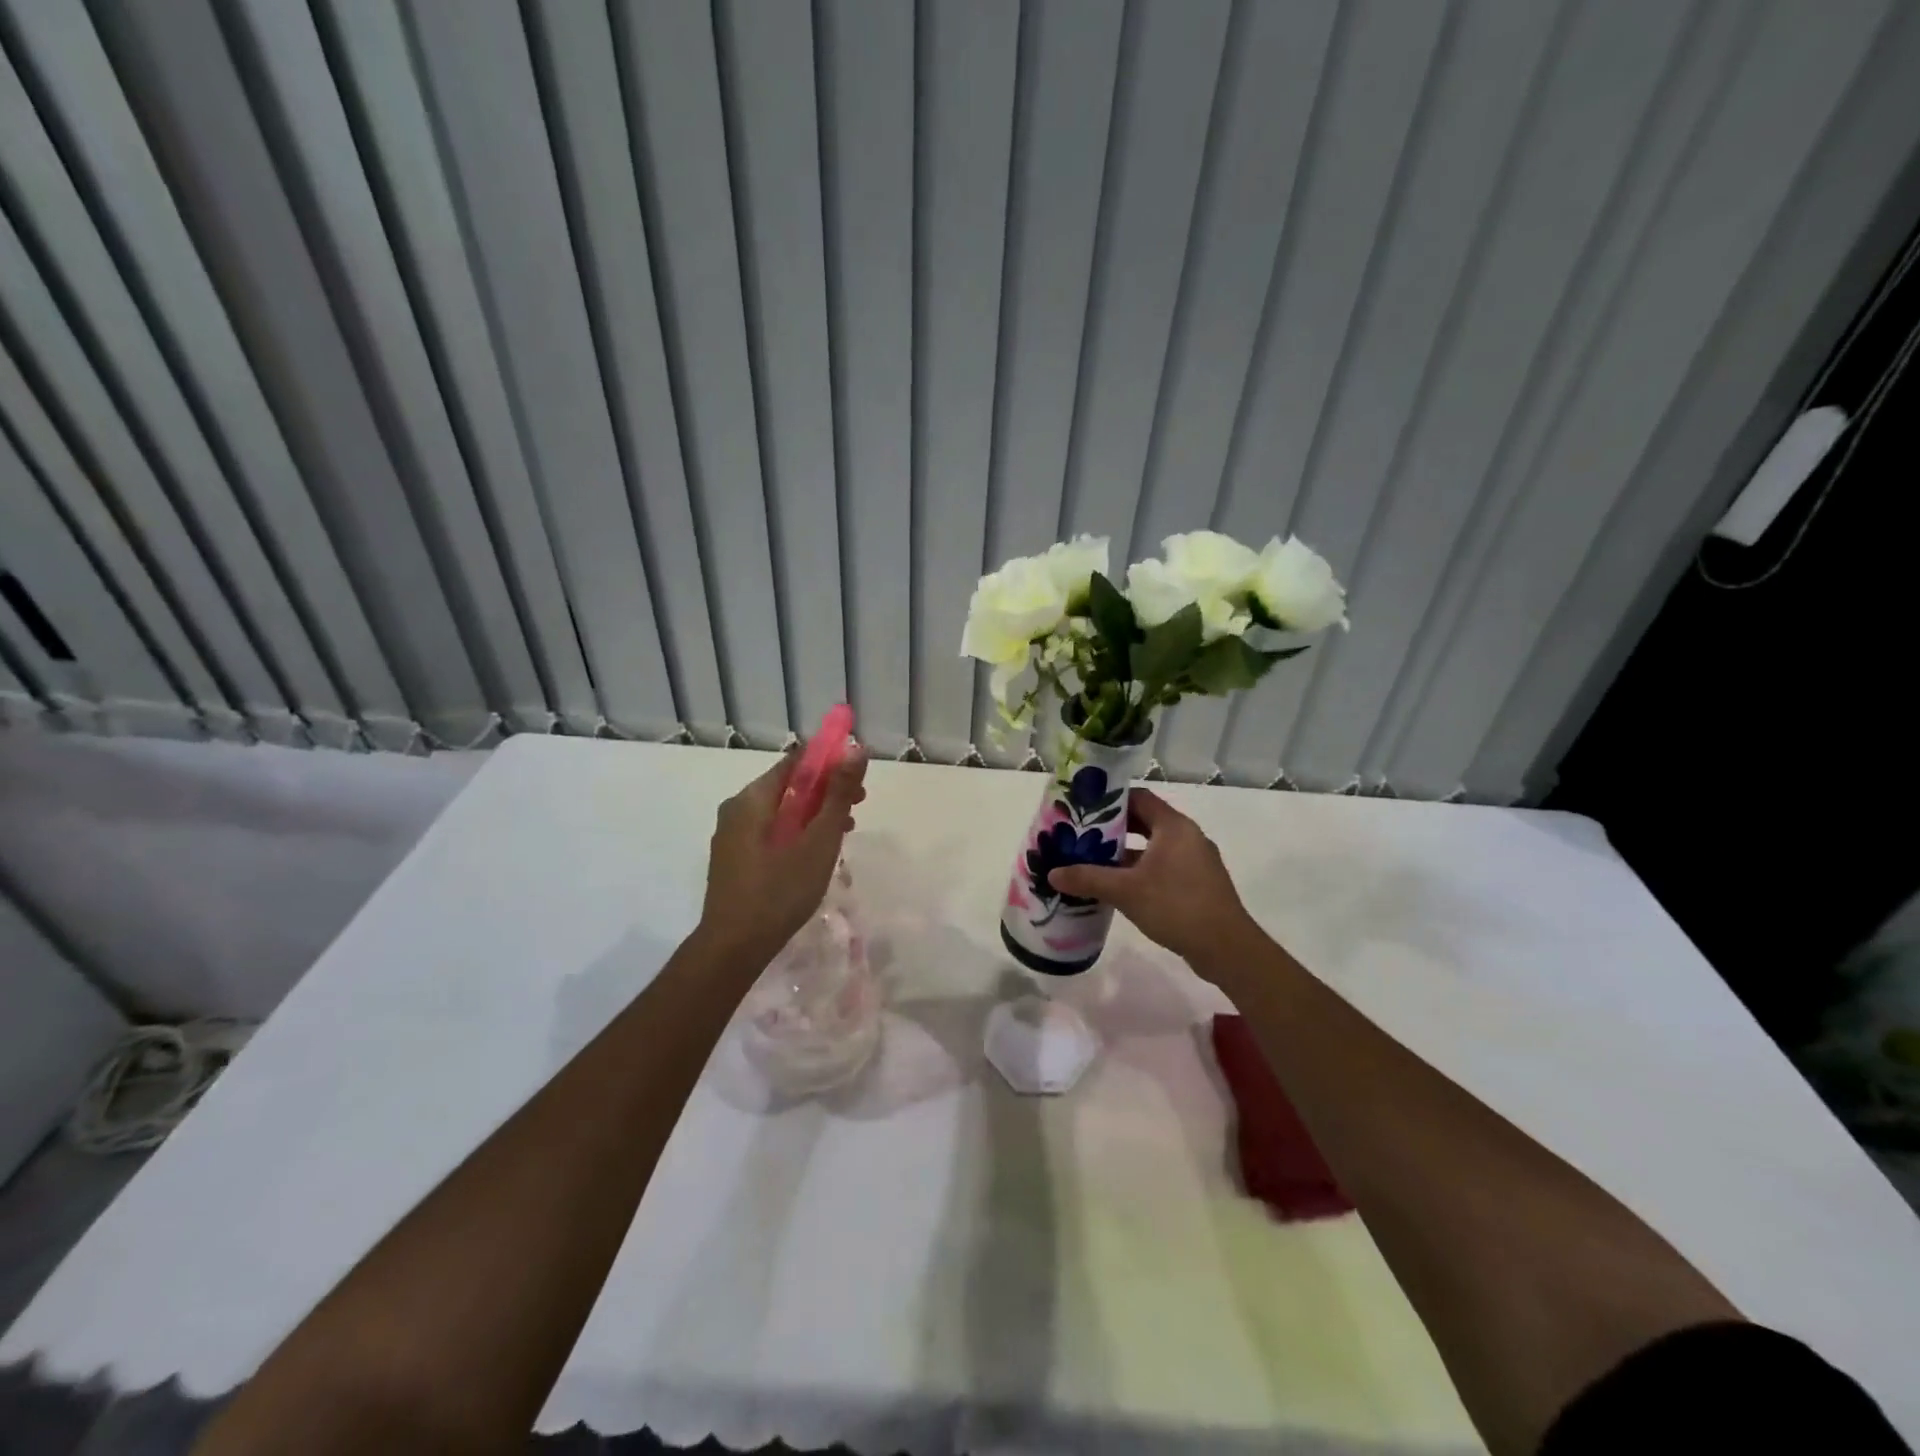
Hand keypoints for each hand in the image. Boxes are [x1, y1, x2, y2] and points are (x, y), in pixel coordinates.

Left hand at [699, 748, 868, 965]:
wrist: (733, 948)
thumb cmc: (780, 891)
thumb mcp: (818, 841)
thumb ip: (838, 795)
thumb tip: (857, 750)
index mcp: (752, 799)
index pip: (795, 762)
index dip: (830, 762)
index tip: (858, 777)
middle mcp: (736, 809)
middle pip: (788, 786)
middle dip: (826, 791)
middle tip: (859, 806)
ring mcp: (732, 836)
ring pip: (781, 811)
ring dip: (815, 814)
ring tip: (844, 831)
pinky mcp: (734, 859)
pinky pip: (771, 832)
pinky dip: (797, 832)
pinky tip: (816, 853)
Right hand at [1047, 787, 1262, 975]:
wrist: (1226, 948)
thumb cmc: (1176, 906)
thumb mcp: (1126, 891)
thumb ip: (1088, 878)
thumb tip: (1052, 873)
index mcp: (1174, 827)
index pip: (1139, 798)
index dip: (1111, 800)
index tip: (1083, 808)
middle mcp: (1188, 837)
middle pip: (1145, 821)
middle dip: (1113, 828)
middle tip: (1082, 835)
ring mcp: (1196, 861)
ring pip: (1153, 847)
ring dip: (1126, 852)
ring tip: (1093, 860)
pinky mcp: (1198, 883)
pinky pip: (1163, 866)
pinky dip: (1141, 870)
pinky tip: (1119, 886)